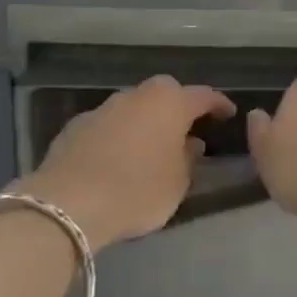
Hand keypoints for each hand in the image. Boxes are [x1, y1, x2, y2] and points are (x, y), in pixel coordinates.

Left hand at [11, 76, 234, 247]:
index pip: (203, 96)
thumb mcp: (177, 183)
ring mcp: (103, 108)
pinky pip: (108, 124)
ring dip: (145, 120)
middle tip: (187, 127)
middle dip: (178, 106)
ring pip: (134, 106)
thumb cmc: (137, 191)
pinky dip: (119, 134)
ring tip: (151, 145)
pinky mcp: (76, 125)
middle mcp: (137, 96)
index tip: (228, 113)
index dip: (218, 104)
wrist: (68, 203)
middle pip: (165, 92)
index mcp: (170, 104)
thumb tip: (191, 143)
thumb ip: (188, 159)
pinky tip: (117, 157)